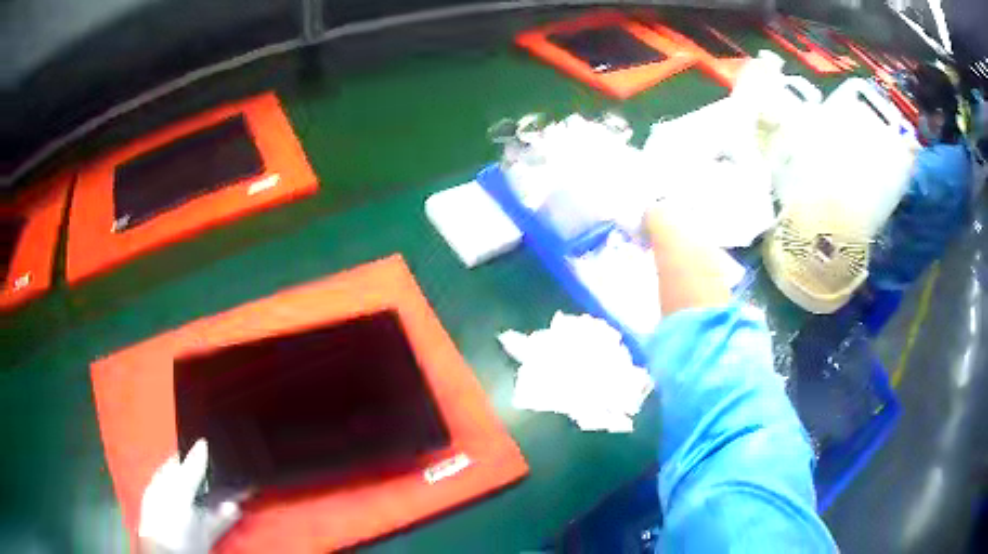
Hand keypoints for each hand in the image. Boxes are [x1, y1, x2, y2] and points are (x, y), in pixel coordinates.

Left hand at [139, 440, 241, 553]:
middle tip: (234, 467)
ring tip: (242, 488)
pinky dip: (227, 514)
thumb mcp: (178, 491)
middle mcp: (177, 496)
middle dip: (213, 476)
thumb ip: (191, 470)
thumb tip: (203, 442)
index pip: (180, 461)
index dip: (196, 453)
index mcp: (164, 481)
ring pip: (209, 501)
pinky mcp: (204, 533)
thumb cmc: (169, 518)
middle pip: (197, 481)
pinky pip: (217, 520)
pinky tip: (237, 508)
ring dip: (224, 496)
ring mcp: (190, 516)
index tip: (217, 445)